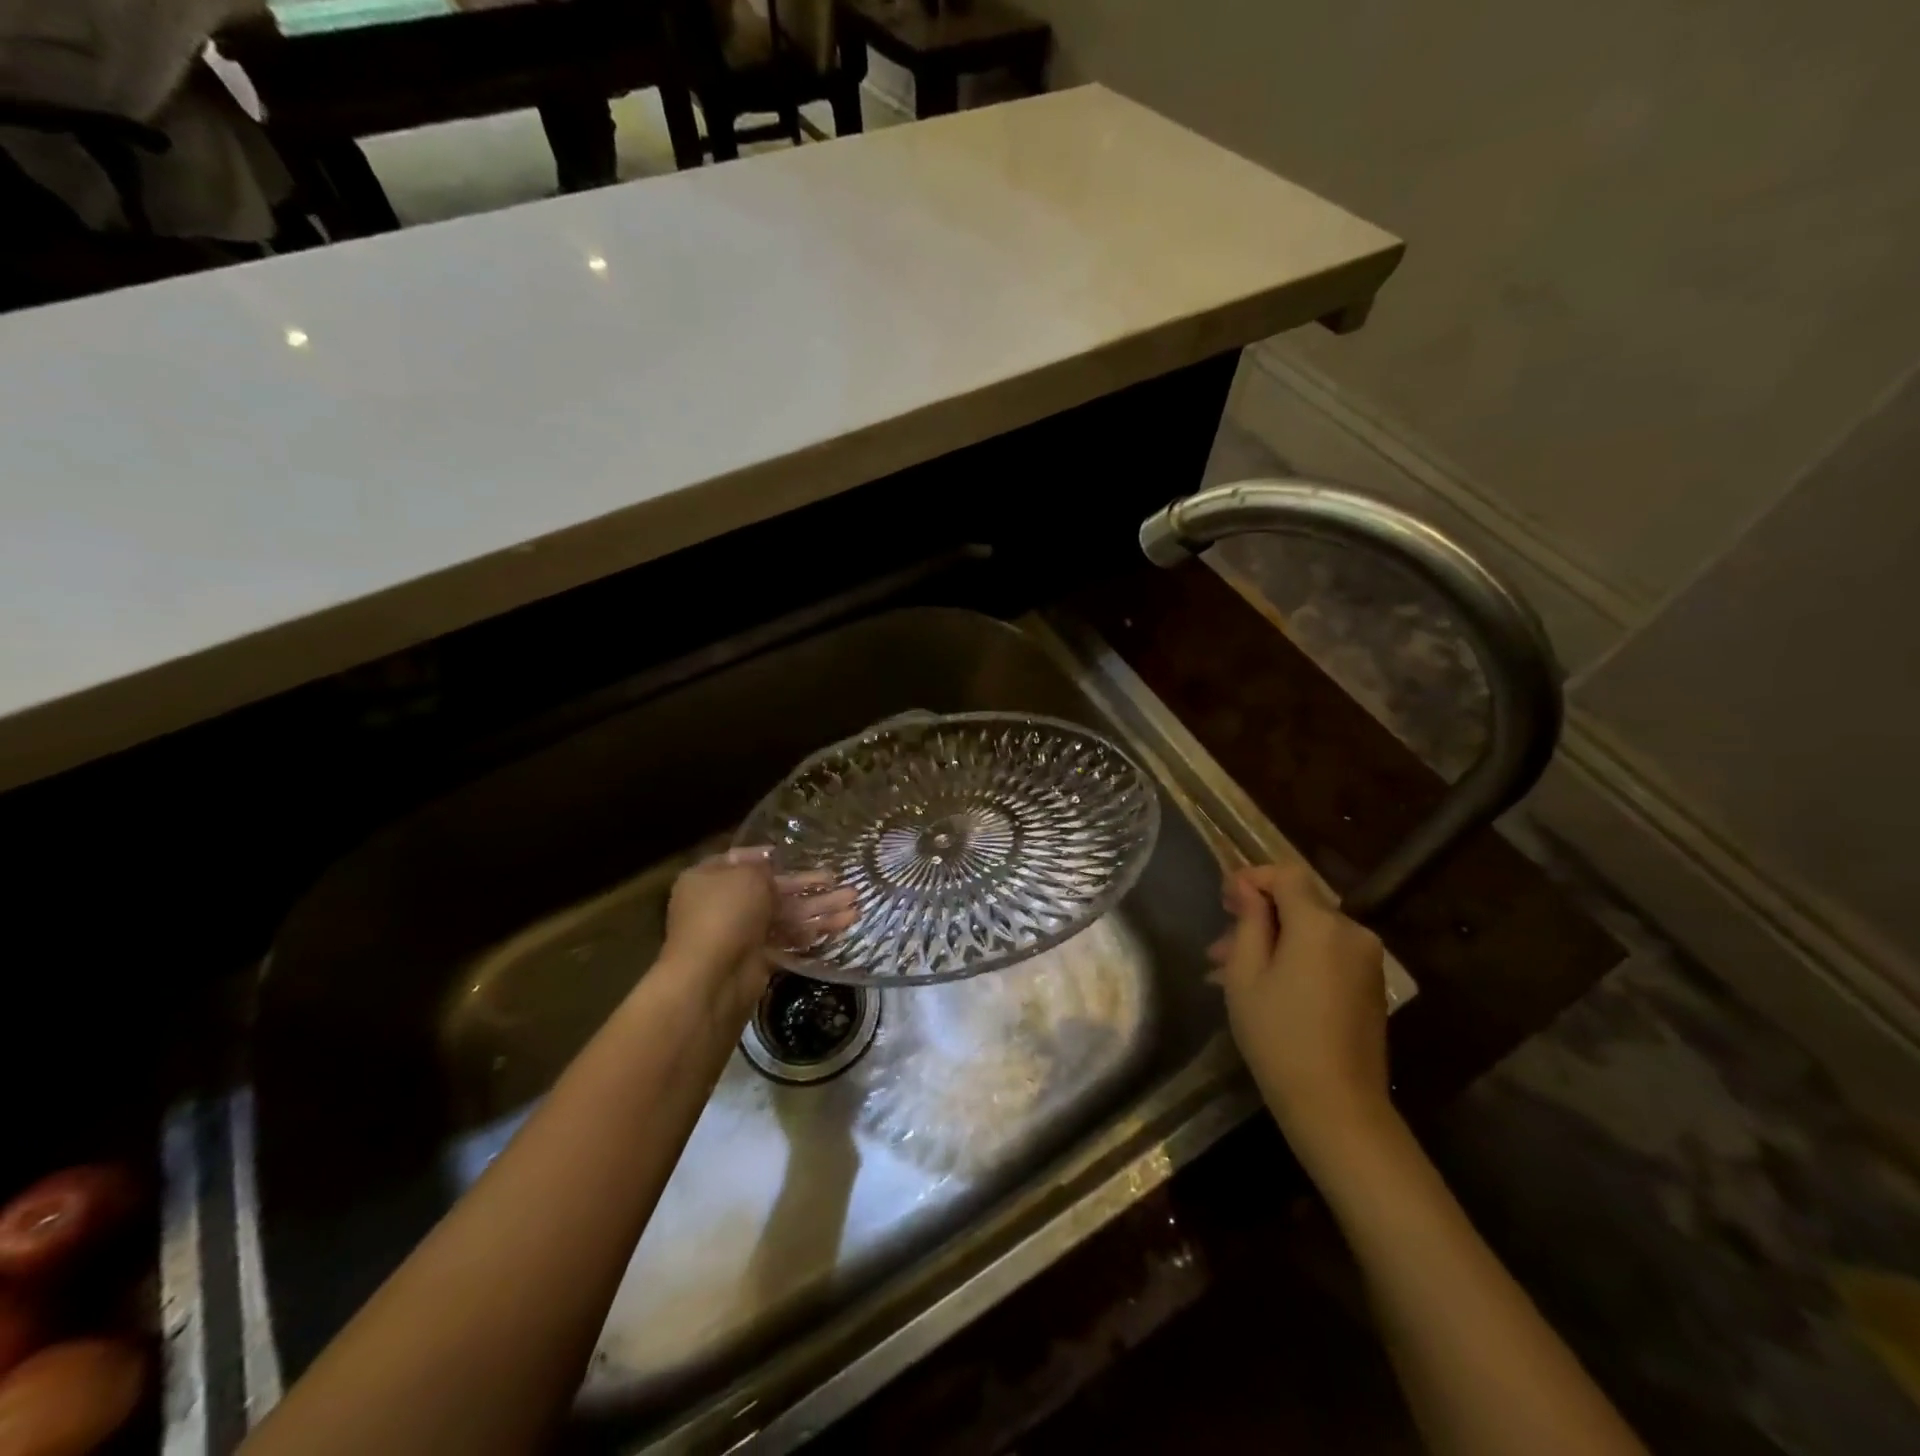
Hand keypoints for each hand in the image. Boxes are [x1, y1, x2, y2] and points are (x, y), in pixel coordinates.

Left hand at [659, 849, 856, 1027]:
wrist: (712, 978)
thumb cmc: (725, 914)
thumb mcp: (746, 876)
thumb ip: (763, 868)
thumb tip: (769, 867)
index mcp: (709, 879)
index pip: (739, 861)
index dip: (766, 857)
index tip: (793, 856)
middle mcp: (722, 904)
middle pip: (771, 890)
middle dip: (807, 886)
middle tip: (838, 880)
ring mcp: (740, 934)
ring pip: (785, 916)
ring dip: (819, 909)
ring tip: (855, 906)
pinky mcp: (757, 960)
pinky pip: (787, 940)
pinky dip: (811, 933)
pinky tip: (840, 926)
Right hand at [1209, 862, 1391, 1166]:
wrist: (1338, 1106)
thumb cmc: (1279, 1036)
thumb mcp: (1246, 974)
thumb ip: (1249, 921)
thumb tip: (1247, 887)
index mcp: (1320, 924)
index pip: (1286, 874)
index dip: (1252, 879)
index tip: (1223, 900)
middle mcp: (1352, 932)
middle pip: (1299, 903)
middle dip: (1258, 916)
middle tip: (1218, 947)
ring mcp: (1366, 960)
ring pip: (1310, 931)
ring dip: (1273, 941)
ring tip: (1231, 973)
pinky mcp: (1370, 985)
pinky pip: (1326, 954)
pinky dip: (1295, 959)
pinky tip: (1266, 988)